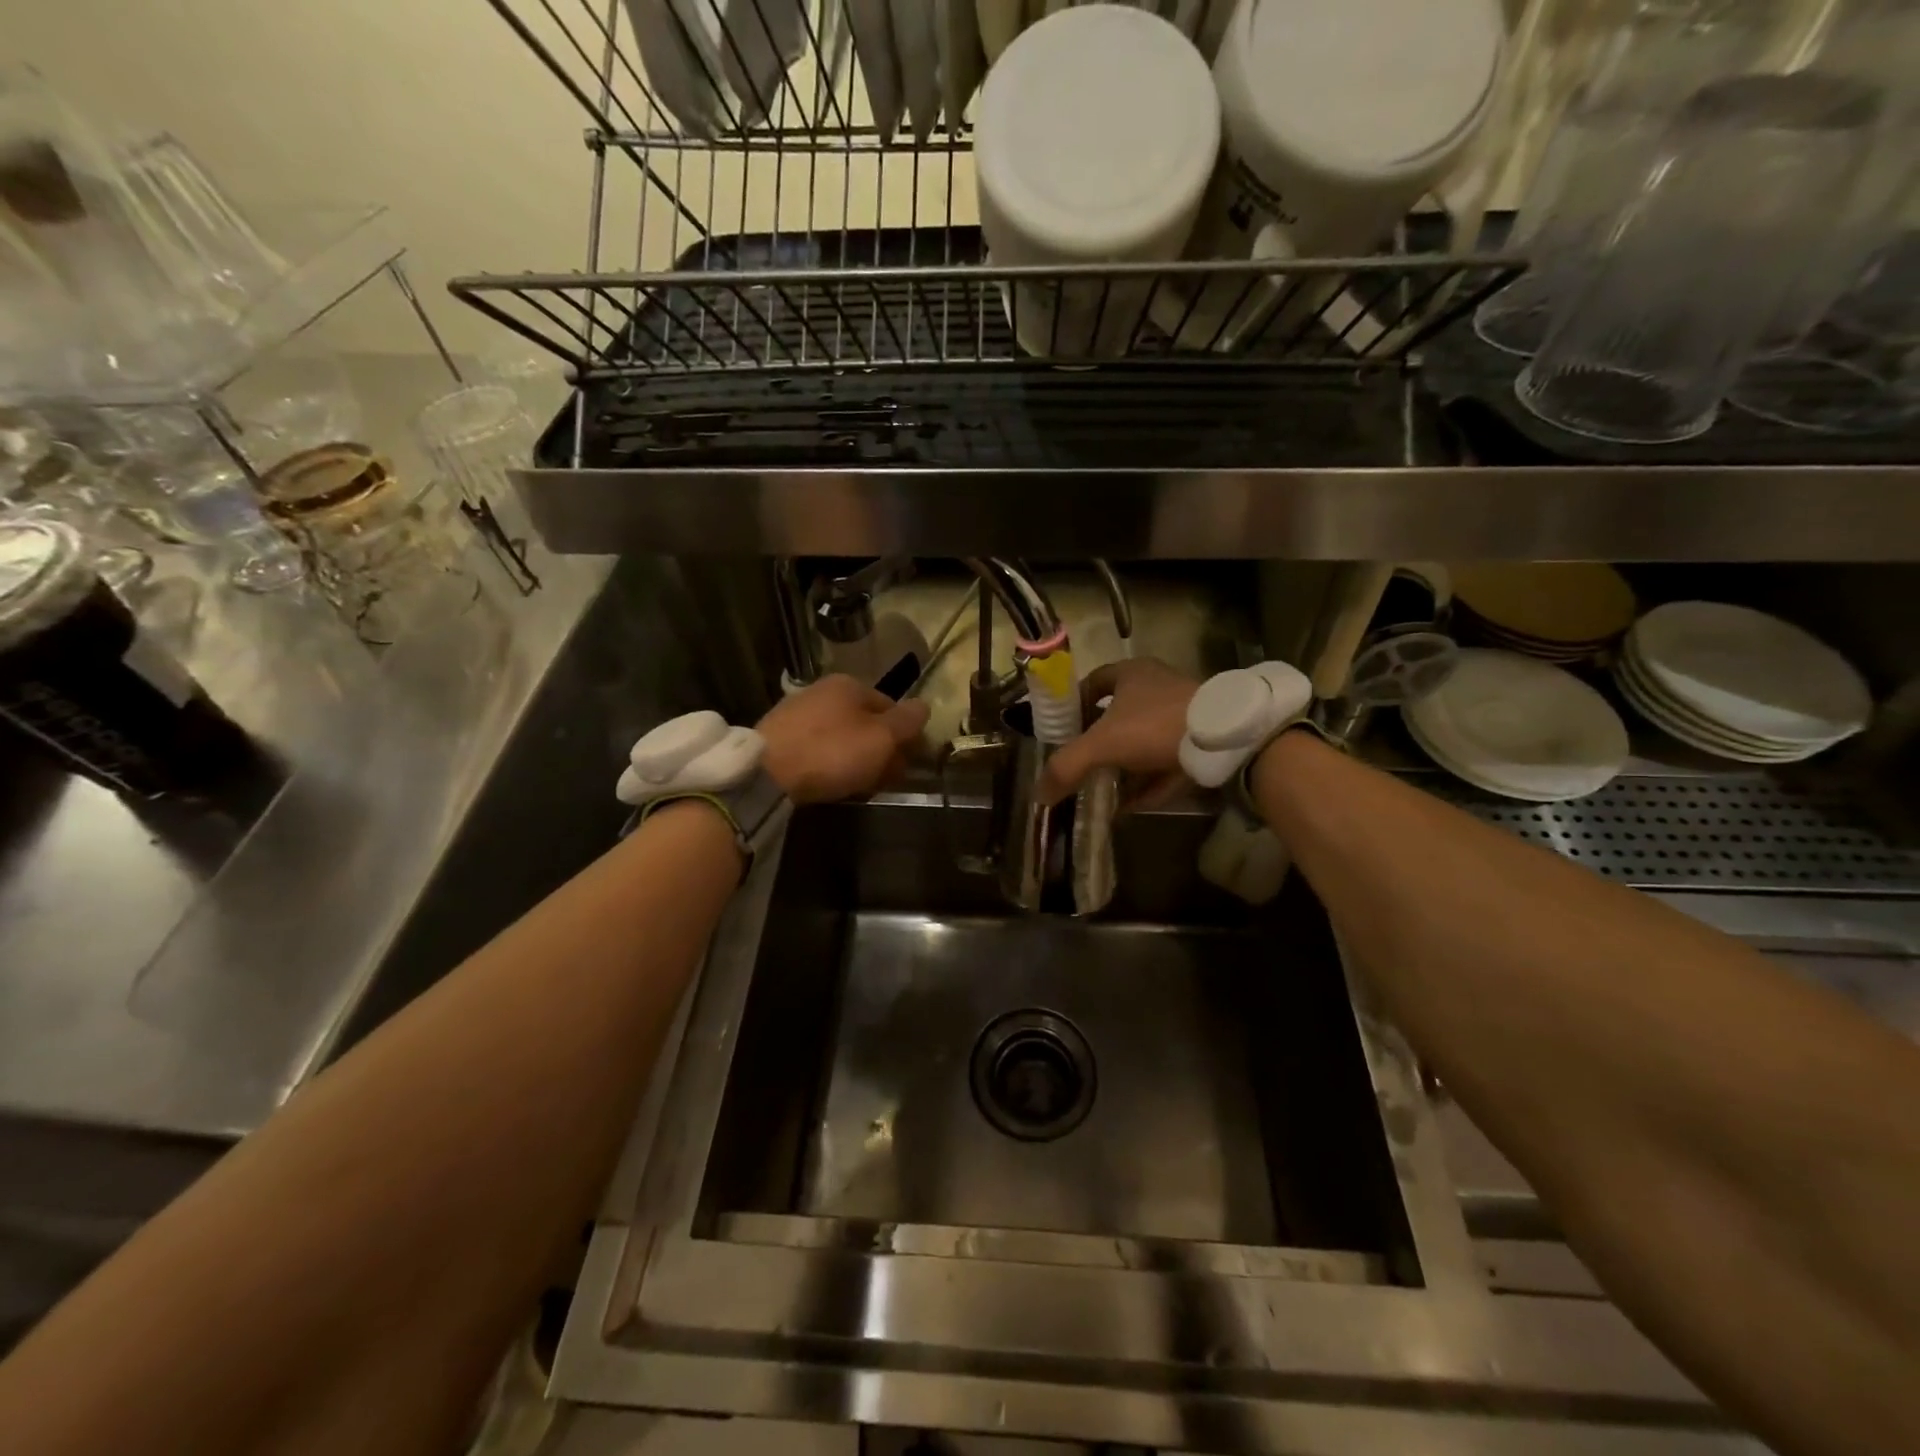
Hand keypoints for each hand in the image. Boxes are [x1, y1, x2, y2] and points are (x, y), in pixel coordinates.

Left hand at [758, 675, 930, 805]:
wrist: (767, 773)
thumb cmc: (833, 751)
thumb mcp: (881, 738)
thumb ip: (907, 722)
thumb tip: (924, 706)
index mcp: (850, 684)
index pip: (891, 706)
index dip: (906, 735)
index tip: (910, 763)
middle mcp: (822, 690)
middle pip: (865, 721)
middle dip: (881, 749)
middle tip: (888, 778)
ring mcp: (797, 712)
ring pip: (841, 736)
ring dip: (857, 758)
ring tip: (861, 785)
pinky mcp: (778, 736)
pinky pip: (817, 748)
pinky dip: (830, 763)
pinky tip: (831, 782)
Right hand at [1038, 658, 1199, 806]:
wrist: (1223, 740)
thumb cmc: (1154, 726)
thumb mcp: (1102, 744)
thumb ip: (1067, 766)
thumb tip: (1039, 793)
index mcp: (1131, 673)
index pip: (1094, 682)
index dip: (1075, 704)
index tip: (1063, 730)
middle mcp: (1157, 688)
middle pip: (1118, 715)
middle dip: (1099, 742)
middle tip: (1081, 765)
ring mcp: (1181, 714)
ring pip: (1143, 742)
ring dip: (1123, 767)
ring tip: (1102, 790)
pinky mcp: (1199, 742)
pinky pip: (1164, 764)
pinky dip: (1147, 783)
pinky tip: (1131, 806)